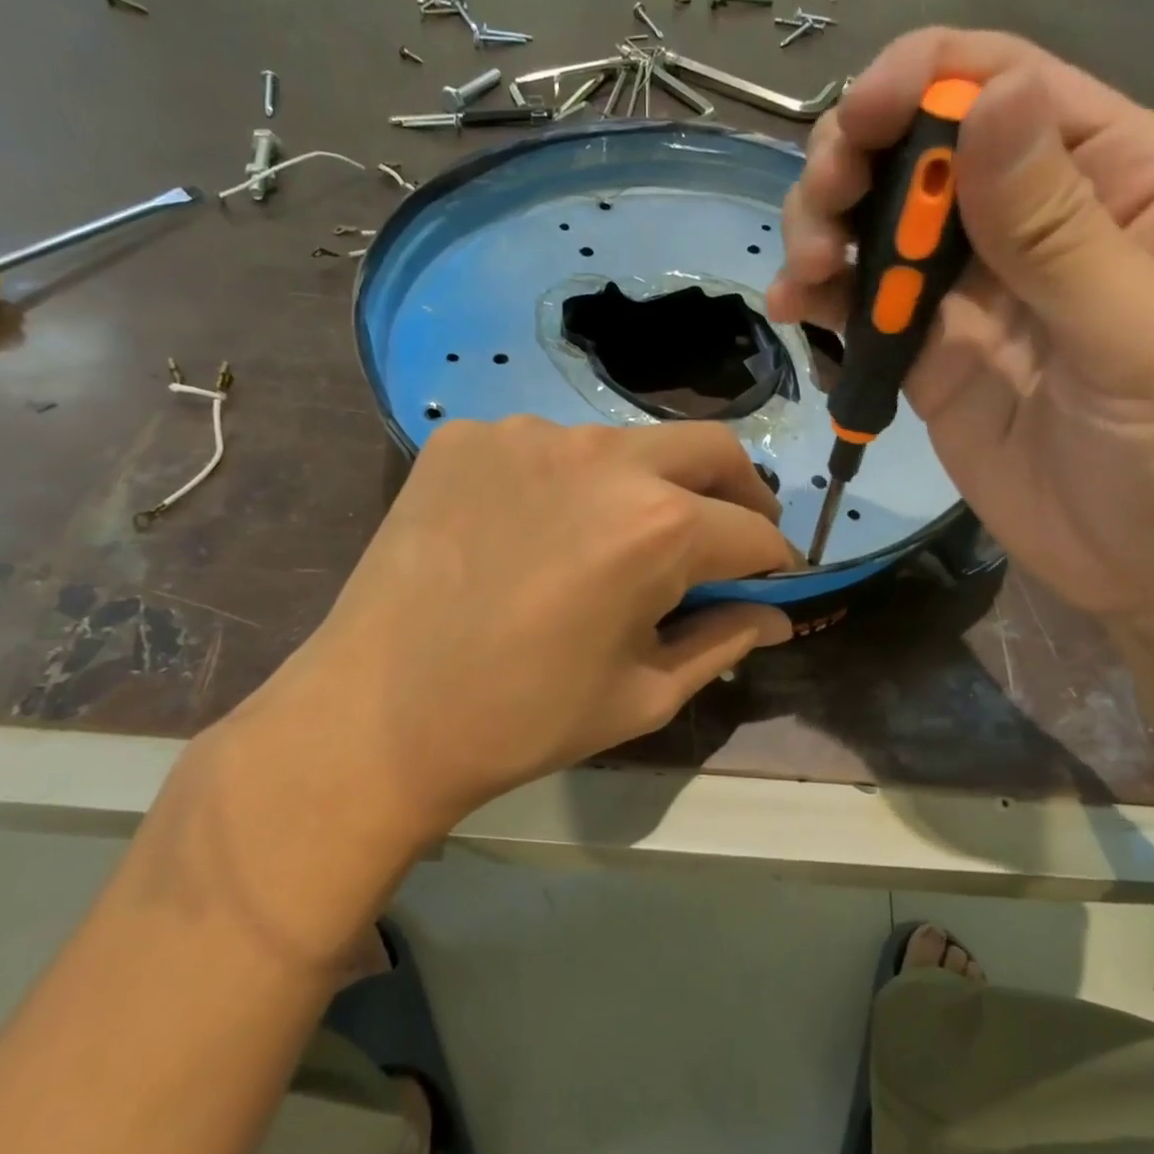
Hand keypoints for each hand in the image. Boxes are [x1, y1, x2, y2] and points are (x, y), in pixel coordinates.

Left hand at [211, 417, 795, 850]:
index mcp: (658, 526)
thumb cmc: (524, 719)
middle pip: (711, 450)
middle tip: (727, 536)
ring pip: (627, 443)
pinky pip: (547, 447)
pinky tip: (536, 528)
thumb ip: (725, 642)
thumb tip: (776, 615)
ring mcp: (529, 434)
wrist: (376, 716)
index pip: (754, 530)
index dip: (774, 560)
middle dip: (739, 493)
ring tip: (619, 537)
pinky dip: (567, 482)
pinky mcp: (469, 435)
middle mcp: (604, 456)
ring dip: (649, 484)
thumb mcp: (643, 694)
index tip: (772, 580)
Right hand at [770, 28, 1153, 640]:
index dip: (921, 82)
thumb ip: (1059, 228)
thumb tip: (988, 96)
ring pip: (879, 223)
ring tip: (804, 278)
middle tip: (819, 219)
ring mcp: (974, 292)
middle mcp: (1034, 220)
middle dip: (853, 161)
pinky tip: (797, 311)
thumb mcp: (1143, 337)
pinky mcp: (930, 356)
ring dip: (824, 228)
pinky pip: (865, 307)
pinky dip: (824, 300)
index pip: (1006, 86)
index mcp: (1116, 181)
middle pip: (920, 147)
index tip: (855, 125)